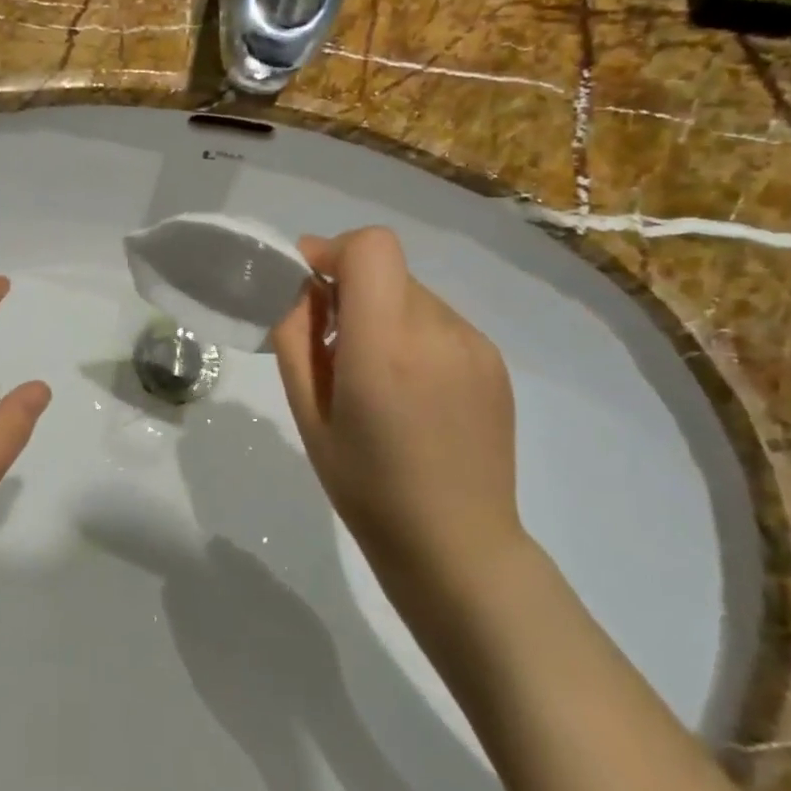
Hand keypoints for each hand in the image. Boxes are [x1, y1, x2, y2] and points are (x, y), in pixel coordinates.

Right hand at [271, 227, 524, 615]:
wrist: (455, 543)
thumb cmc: (366, 486)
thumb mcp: (308, 415)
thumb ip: (297, 339)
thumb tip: (304, 292)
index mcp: (384, 345)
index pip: (371, 247)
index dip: (334, 251)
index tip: (308, 283)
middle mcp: (438, 331)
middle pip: (388, 270)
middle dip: (351, 288)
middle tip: (330, 342)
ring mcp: (474, 345)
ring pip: (413, 295)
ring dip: (383, 314)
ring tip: (374, 376)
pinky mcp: (494, 362)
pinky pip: (440, 323)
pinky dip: (413, 336)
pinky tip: (410, 392)